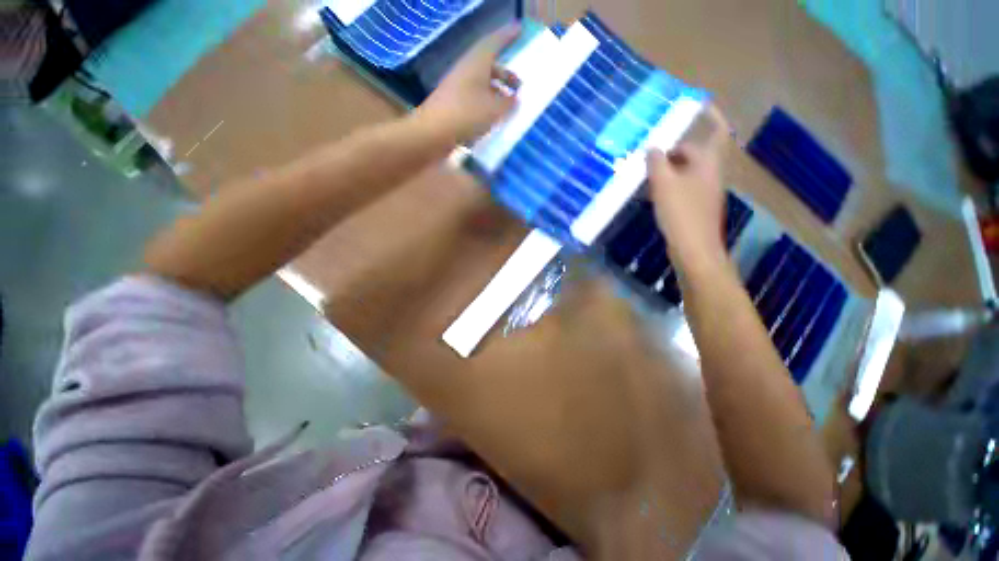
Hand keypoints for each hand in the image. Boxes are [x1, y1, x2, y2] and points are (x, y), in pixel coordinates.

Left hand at [412, 24, 521, 144]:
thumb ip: (508, 103)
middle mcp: (466, 72)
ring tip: (509, 107)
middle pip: (489, 67)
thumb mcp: (494, 109)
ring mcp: (458, 90)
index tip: (519, 30)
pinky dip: (487, 106)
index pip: (494, 43)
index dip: (507, 36)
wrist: (433, 133)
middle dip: (506, 74)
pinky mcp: (454, 107)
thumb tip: (515, 99)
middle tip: (519, 86)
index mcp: (476, 63)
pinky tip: (494, 120)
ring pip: (482, 86)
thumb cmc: (466, 115)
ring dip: (497, 93)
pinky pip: (475, 101)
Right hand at [647, 106, 730, 271]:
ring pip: (685, 171)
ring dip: (667, 168)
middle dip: (673, 150)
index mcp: (708, 163)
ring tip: (645, 172)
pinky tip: (652, 192)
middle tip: (649, 152)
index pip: (717, 130)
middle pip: (694, 153)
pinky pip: (682, 187)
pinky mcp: (695, 206)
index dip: (711, 115)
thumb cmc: (681, 212)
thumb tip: (652, 148)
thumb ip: (656, 162)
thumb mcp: (664, 183)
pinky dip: (668, 184)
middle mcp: (710, 173)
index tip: (698, 104)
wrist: (694, 249)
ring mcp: (703, 191)